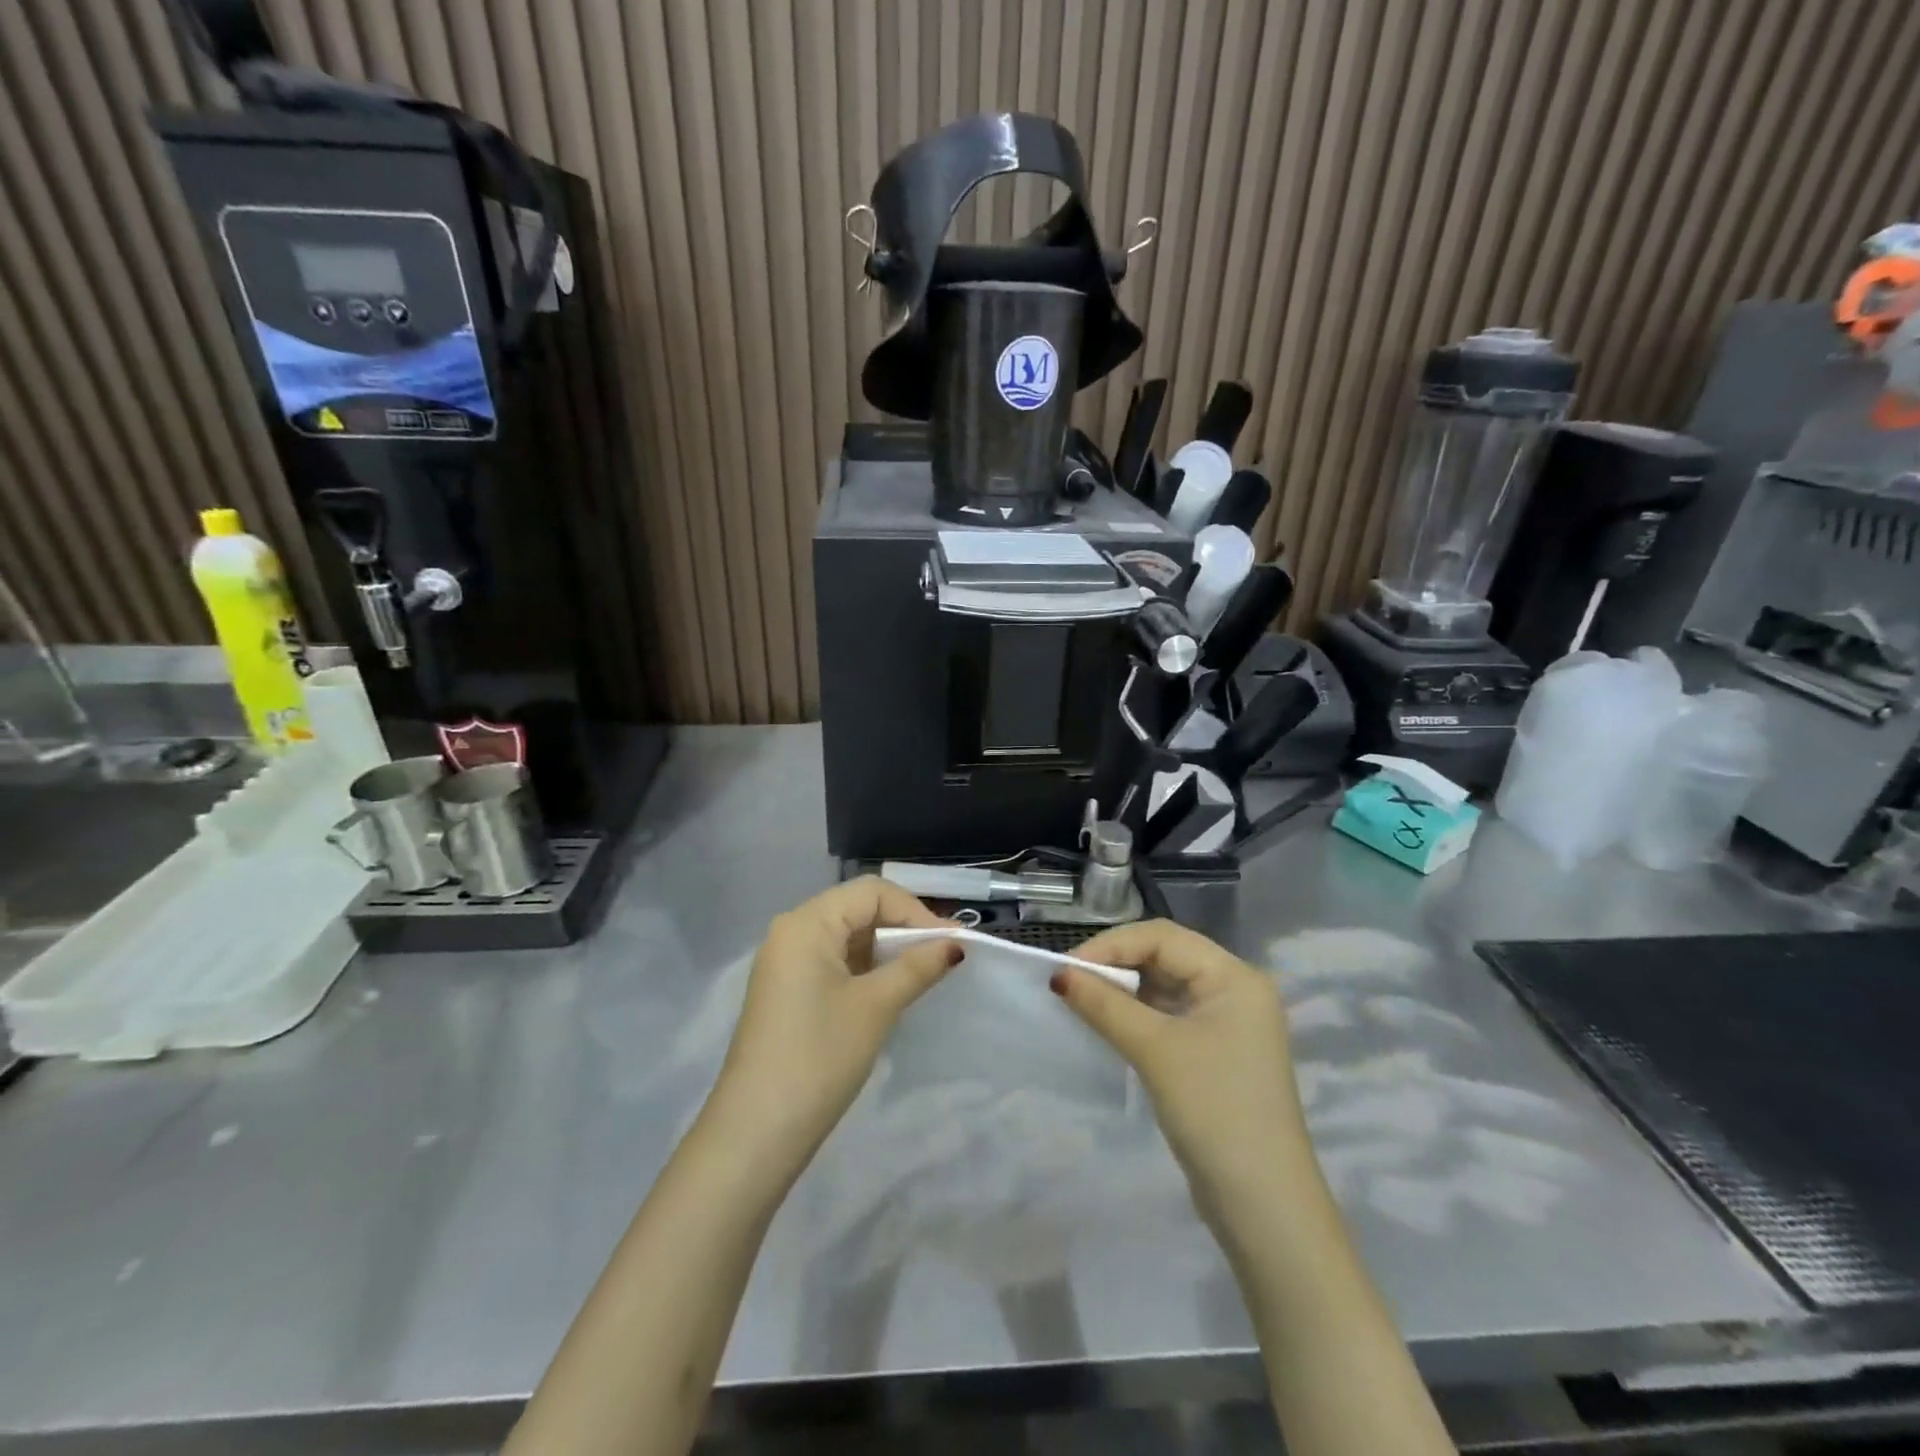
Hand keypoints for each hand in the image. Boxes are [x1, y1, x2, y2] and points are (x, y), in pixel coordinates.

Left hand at [703, 877, 957, 1177]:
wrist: (756, 1132)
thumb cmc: (819, 1057)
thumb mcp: (876, 1007)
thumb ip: (917, 967)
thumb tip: (955, 945)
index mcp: (806, 923)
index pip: (872, 893)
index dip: (915, 911)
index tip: (953, 942)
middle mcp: (791, 931)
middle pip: (857, 909)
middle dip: (902, 928)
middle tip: (943, 956)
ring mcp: (784, 962)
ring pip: (846, 936)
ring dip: (885, 949)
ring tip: (923, 973)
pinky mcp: (785, 990)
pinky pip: (832, 961)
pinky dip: (864, 968)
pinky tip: (889, 989)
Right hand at [1052, 920, 1312, 1221]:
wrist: (1264, 1206)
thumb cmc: (1213, 1111)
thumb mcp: (1154, 1051)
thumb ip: (1105, 1005)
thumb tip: (1058, 975)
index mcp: (1235, 977)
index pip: (1163, 937)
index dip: (1111, 945)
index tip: (1066, 968)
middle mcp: (1236, 990)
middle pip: (1166, 957)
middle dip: (1117, 965)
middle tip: (1070, 983)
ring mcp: (1228, 1023)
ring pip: (1165, 986)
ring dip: (1125, 990)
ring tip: (1082, 1001)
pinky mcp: (1217, 1052)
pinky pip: (1170, 1015)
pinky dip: (1138, 1015)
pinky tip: (1109, 1024)